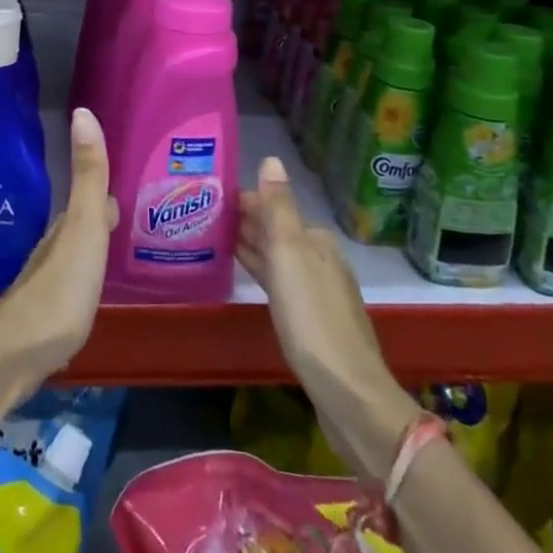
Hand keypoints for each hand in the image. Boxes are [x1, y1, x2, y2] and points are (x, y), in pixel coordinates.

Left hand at [0, 108, 117, 398]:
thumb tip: (83, 111)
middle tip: (126, 216)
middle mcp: (54, 250)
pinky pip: (71, 289)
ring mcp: (48, 286)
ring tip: (113, 251)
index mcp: (67, 228)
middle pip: (81, 227)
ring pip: (74, 257)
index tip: (124, 186)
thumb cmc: (60, 286)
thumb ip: (88, 174)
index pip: (91, 201)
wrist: (17, 353)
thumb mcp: (84, 226)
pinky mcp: (47, 319)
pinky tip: (90, 294)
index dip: (105, 192)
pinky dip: (84, 282)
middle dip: (100, 218)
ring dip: (92, 250)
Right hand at [237, 156, 422, 481]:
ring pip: (278, 258)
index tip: (210, 197)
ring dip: (251, 246)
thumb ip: (279, 206)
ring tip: (215, 239)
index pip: (273, 208)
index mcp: (316, 241)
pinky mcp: (313, 323)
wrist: (348, 393)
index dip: (243, 201)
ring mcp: (318, 293)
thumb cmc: (312, 316)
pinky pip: (280, 284)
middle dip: (246, 222)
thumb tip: (271, 158)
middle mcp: (321, 260)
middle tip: (204, 216)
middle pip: (277, 232)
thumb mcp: (290, 254)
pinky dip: (261, 272)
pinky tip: (246, 275)